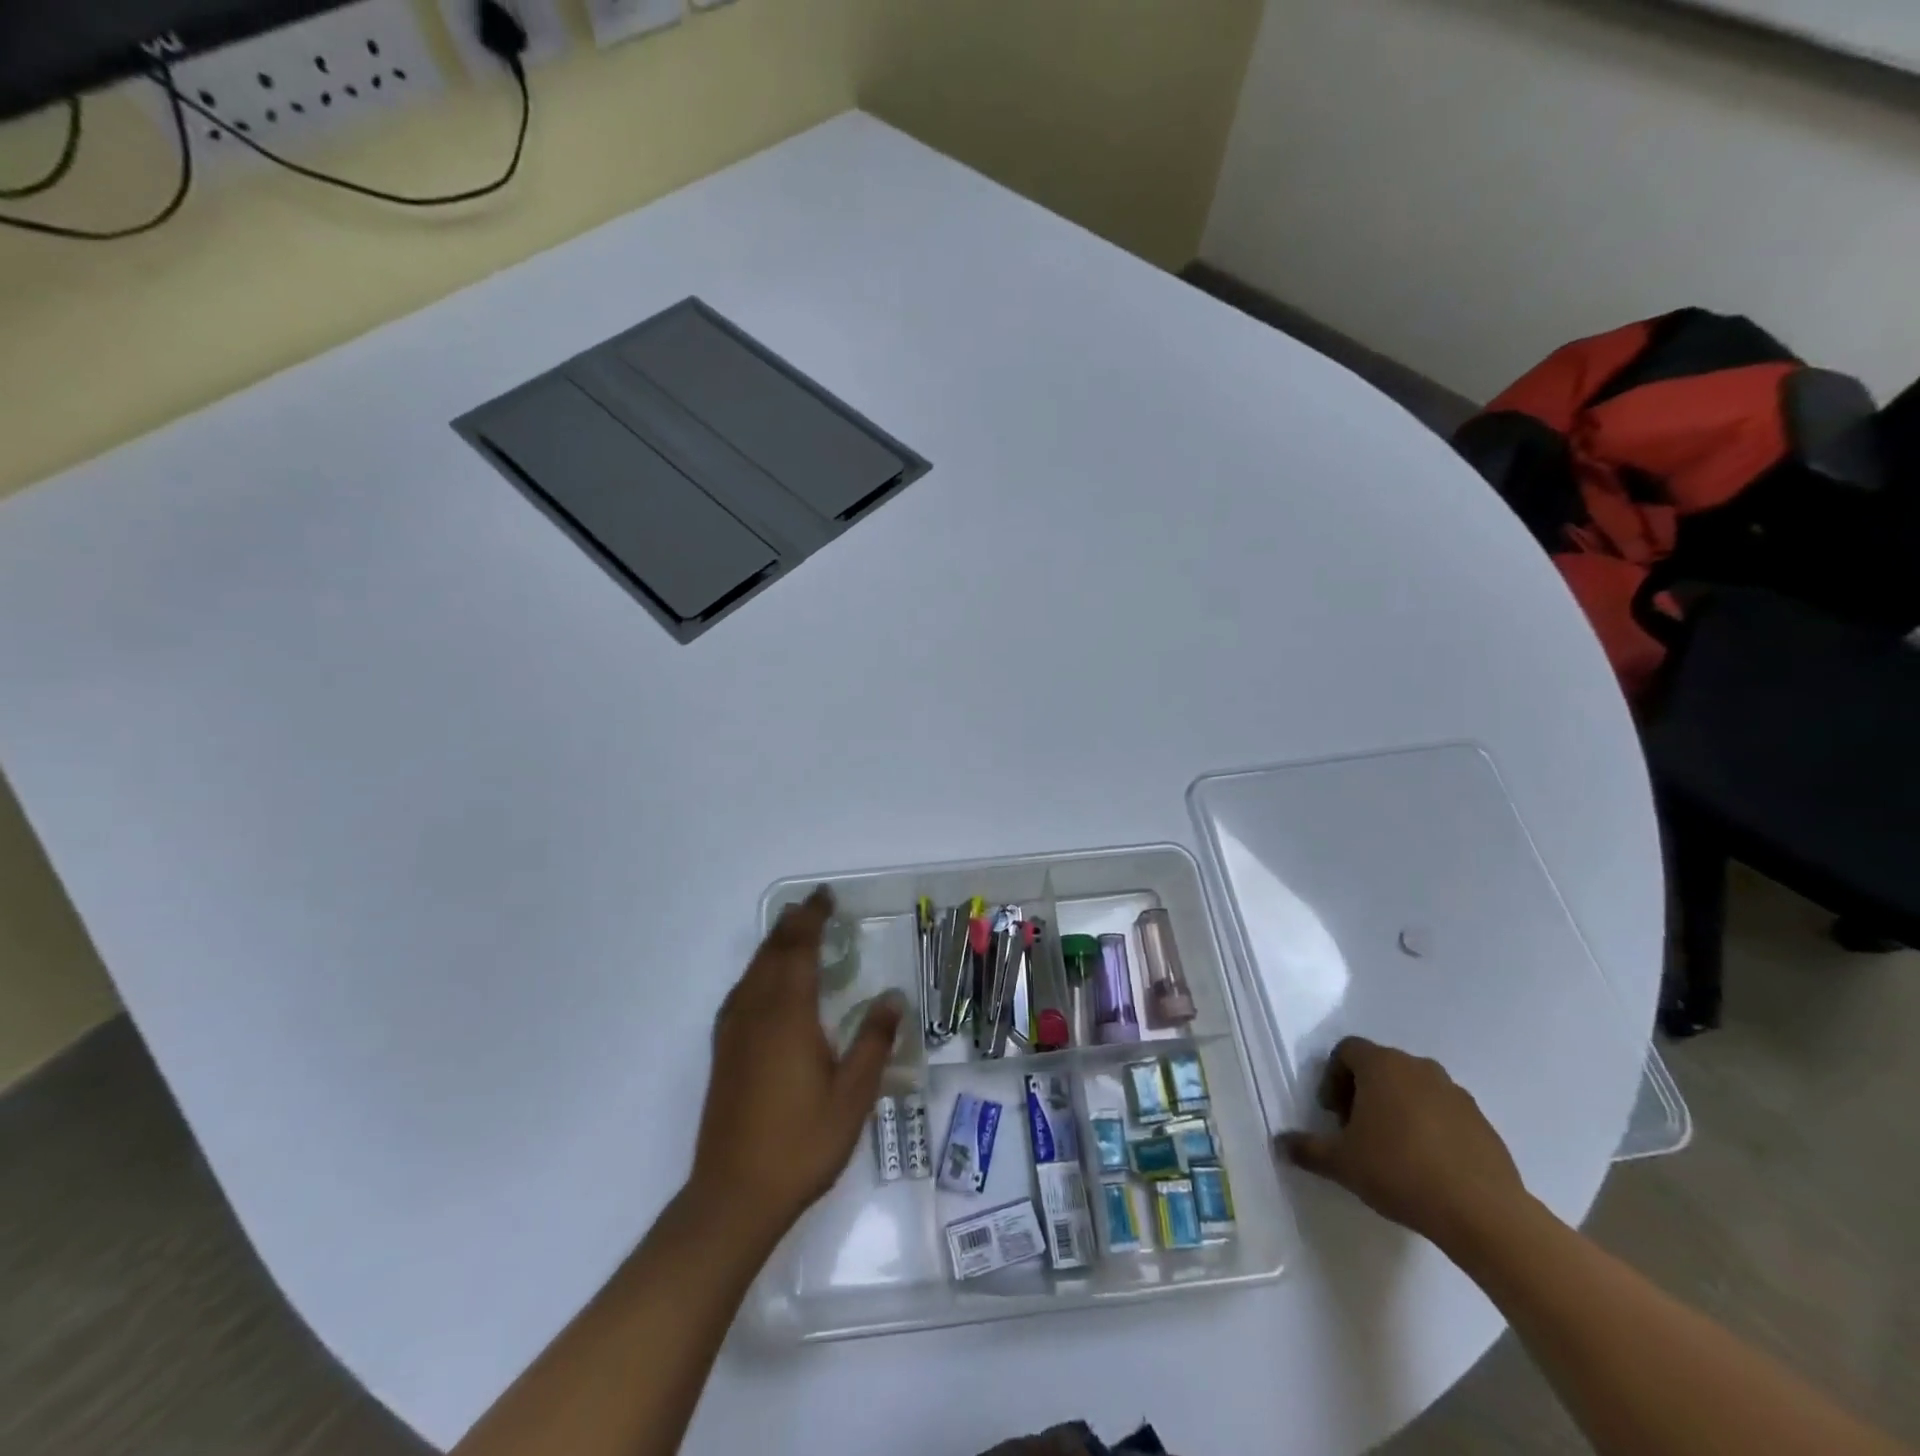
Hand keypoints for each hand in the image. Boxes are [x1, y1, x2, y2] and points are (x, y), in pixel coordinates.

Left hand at [688, 887, 902, 1246]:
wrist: (733, 1196)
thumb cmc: (802, 1143)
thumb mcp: (853, 1095)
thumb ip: (873, 1041)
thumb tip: (892, 997)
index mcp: (788, 1014)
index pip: (799, 947)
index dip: (812, 917)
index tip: (826, 896)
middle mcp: (756, 1012)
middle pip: (771, 952)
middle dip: (792, 924)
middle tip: (813, 906)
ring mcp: (734, 1032)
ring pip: (752, 970)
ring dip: (773, 944)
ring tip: (793, 932)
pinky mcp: (723, 1053)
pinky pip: (741, 992)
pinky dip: (758, 971)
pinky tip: (766, 986)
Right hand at [1279, 1036, 1526, 1248]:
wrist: (1483, 1214)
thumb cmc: (1400, 1172)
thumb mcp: (1342, 1163)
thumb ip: (1307, 1149)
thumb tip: (1280, 1143)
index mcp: (1382, 1065)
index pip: (1347, 1050)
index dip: (1332, 1078)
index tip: (1332, 1114)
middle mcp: (1419, 1067)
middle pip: (1381, 1066)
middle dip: (1363, 1092)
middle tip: (1356, 1130)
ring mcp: (1456, 1094)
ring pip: (1414, 1088)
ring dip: (1397, 1108)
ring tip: (1392, 1149)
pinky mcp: (1483, 1123)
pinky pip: (1444, 1113)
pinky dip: (1429, 1127)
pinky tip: (1427, 1165)